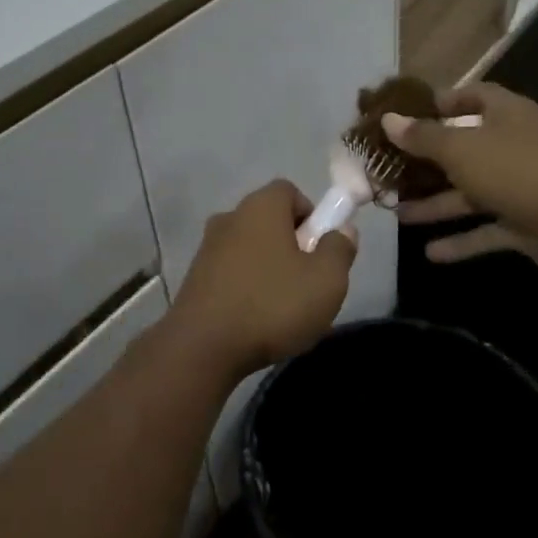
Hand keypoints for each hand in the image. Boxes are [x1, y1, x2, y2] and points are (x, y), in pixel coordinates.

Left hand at [167, 179, 356, 377]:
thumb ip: (340, 249)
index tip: (320, 248)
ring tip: (283, 308)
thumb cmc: (272, 305)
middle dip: (293, 244)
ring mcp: (208, 246)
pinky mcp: (195, 276)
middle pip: (270, 219)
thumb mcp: (326, 280)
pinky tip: (256, 320)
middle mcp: (230, 216)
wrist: (202, 347)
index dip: (312, 215)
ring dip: (270, 268)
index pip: (289, 191)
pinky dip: (247, 286)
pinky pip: (232, 271)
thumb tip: (342, 230)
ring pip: (251, 247)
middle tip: (308, 281)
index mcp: (260, 207)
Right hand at [383, 84, 537, 273]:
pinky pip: (486, 230)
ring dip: (436, 204)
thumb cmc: (517, 170)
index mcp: (505, 115)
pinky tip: (430, 254)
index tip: (408, 114)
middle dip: (428, 162)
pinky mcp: (526, 223)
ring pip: (471, 193)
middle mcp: (513, 145)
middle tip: (391, 170)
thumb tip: (389, 120)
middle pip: (464, 149)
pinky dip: (461, 241)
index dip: (442, 102)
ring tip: (397, 213)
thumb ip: (423, 137)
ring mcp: (520, 186)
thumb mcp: (461, 148)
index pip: (472, 96)